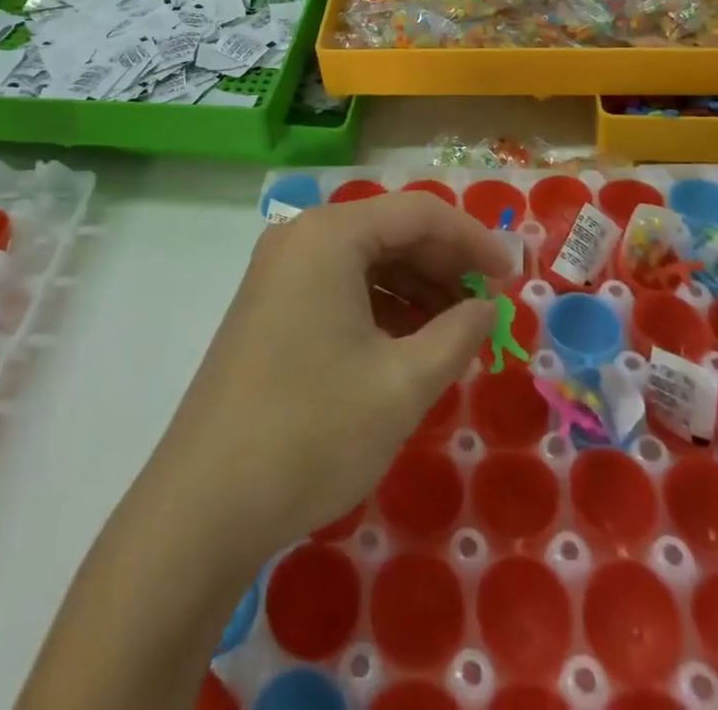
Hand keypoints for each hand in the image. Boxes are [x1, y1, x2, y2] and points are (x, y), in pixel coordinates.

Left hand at [152, 192, 517, 563]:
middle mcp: (300, 237)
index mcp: (329, 235)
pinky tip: (409, 341)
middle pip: (390, 230)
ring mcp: (279, 271)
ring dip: (415, 286)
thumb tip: (488, 306)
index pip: (418, 213)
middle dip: (444, 263)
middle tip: (488, 305)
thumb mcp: (402, 384)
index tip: (512, 276)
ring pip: (365, 259)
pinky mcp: (270, 305)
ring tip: (456, 328)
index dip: (473, 239)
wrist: (204, 503)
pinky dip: (381, 305)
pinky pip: (339, 285)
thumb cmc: (312, 432)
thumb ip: (457, 334)